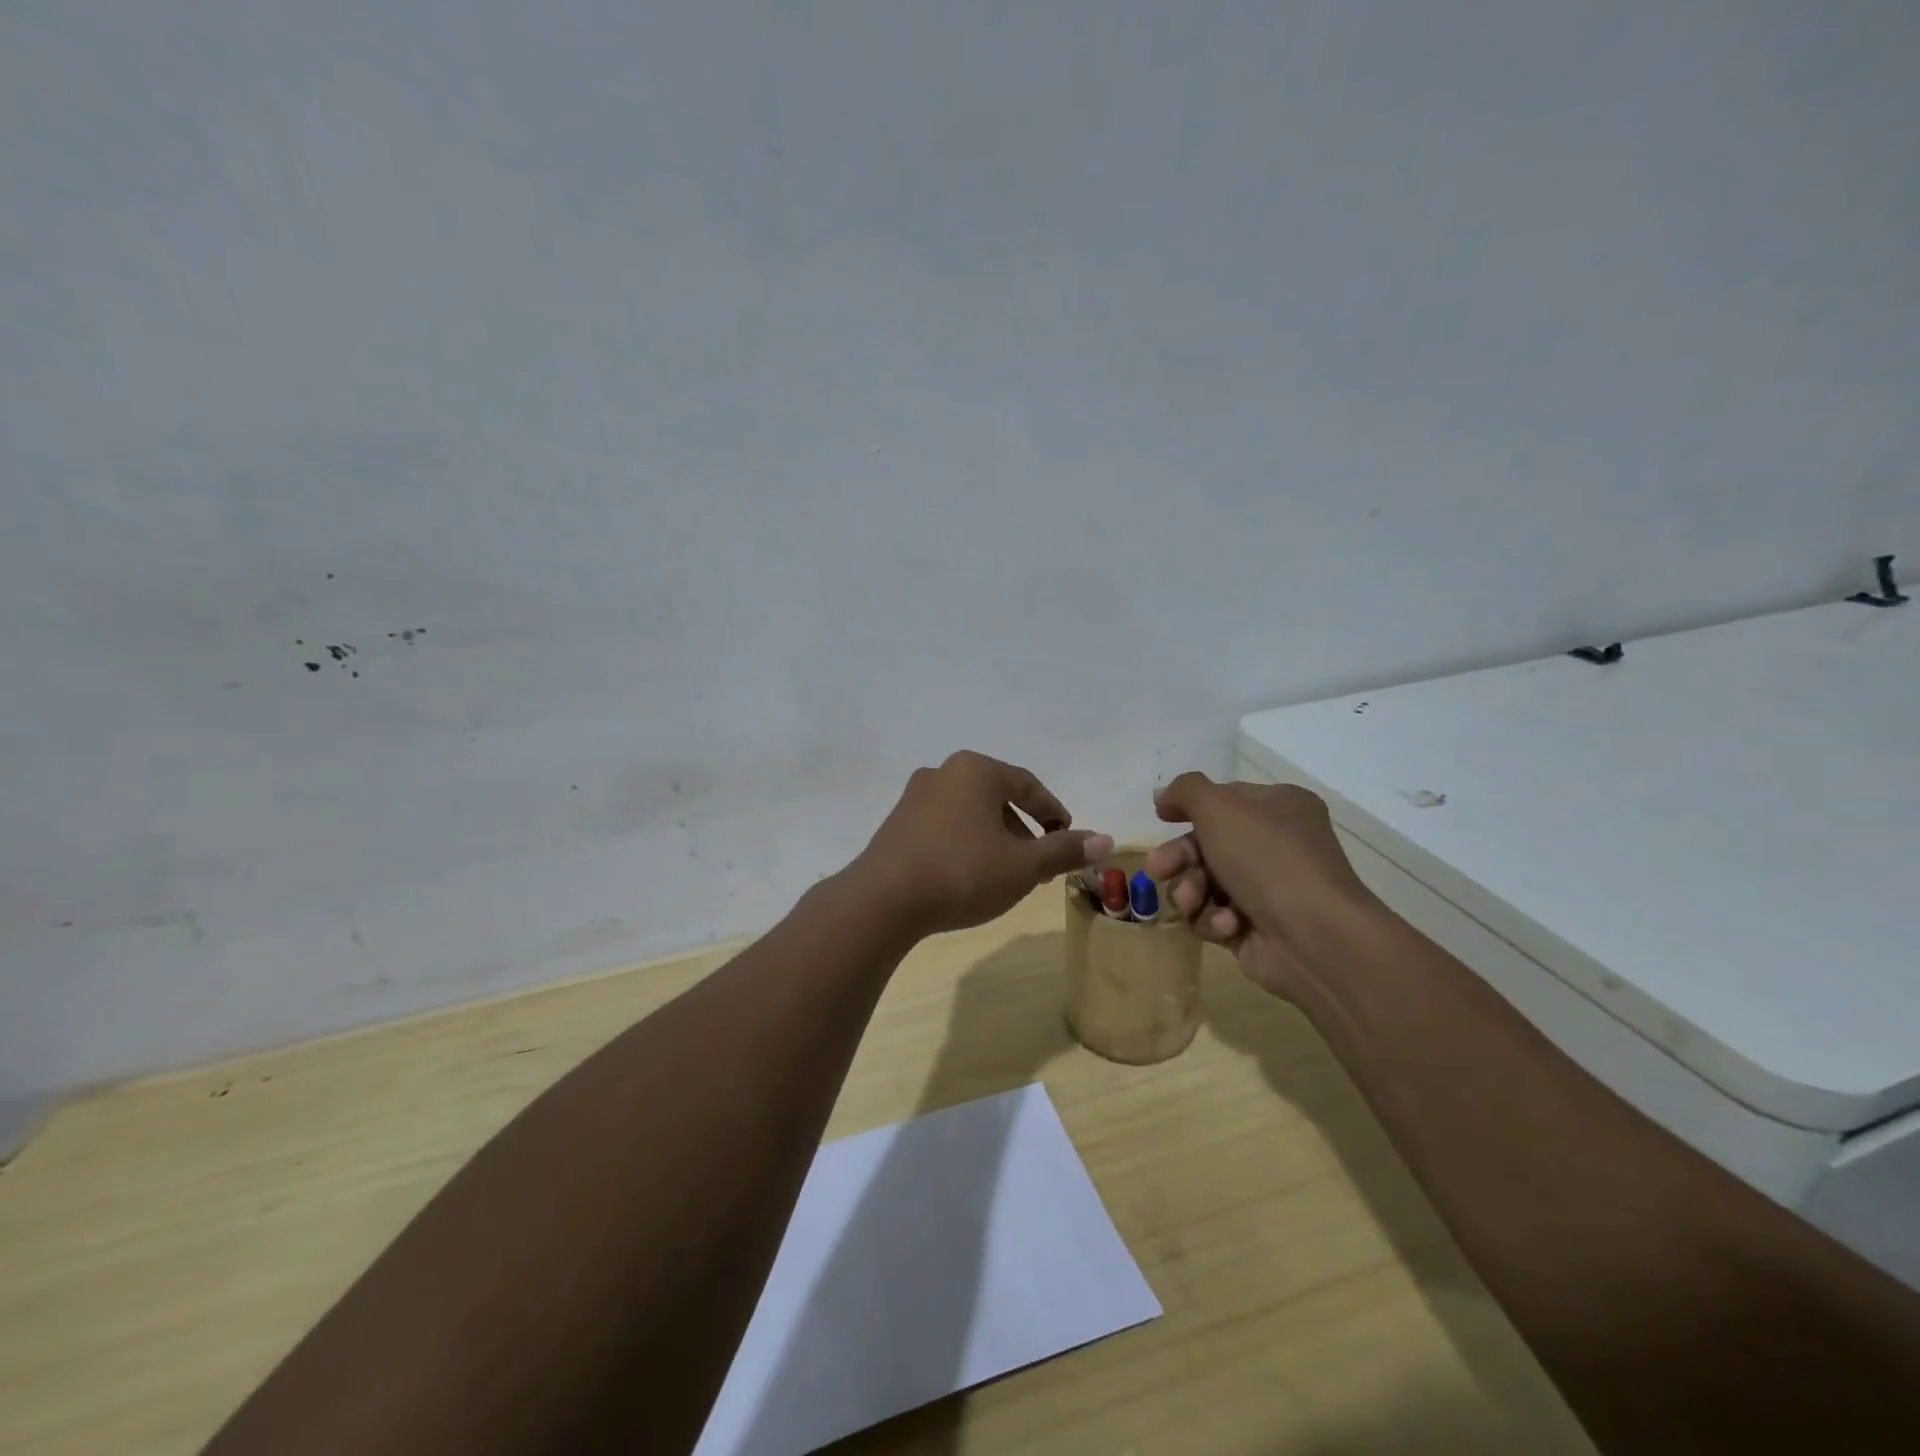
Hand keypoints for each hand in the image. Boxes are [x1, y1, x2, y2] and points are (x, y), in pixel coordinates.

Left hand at [853, 752, 1112, 936]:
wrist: (882, 900)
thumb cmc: (961, 873)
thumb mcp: (1022, 866)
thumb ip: (1063, 850)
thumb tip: (1106, 840)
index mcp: (976, 770)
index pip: (1028, 785)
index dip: (1054, 813)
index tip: (1069, 838)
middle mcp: (944, 772)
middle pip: (998, 797)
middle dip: (1024, 830)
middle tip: (1040, 863)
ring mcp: (915, 796)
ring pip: (971, 812)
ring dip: (996, 838)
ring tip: (1007, 874)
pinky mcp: (897, 822)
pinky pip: (945, 825)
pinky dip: (966, 843)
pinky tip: (969, 874)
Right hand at [1145, 773, 1381, 998]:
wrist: (1314, 937)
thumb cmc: (1267, 858)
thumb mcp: (1220, 807)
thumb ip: (1186, 791)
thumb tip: (1162, 795)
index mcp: (1279, 808)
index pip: (1225, 799)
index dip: (1190, 808)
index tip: (1161, 817)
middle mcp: (1276, 845)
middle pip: (1207, 844)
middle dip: (1178, 857)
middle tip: (1157, 869)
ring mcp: (1267, 889)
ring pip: (1204, 883)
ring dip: (1190, 890)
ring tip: (1191, 901)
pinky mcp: (1256, 928)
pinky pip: (1216, 916)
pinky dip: (1214, 919)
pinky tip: (1227, 924)